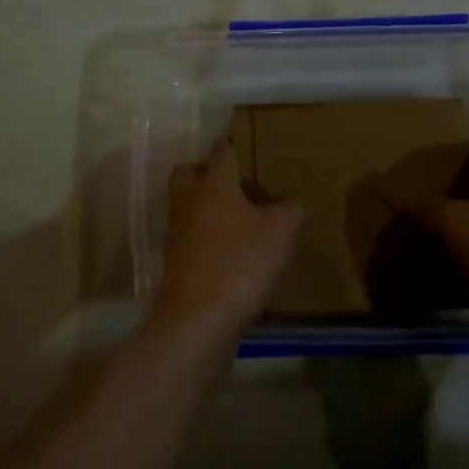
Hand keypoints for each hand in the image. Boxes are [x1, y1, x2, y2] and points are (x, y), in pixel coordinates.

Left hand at [155, 139, 302, 340]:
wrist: (196, 321)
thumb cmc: (239, 263)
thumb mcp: (280, 233)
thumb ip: (291, 210)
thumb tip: (293, 202)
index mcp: (214, 183)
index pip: (222, 150)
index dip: (236, 146)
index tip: (252, 148)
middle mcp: (189, 200)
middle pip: (190, 173)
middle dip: (208, 173)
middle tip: (237, 185)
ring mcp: (177, 232)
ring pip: (189, 206)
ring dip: (209, 209)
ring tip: (242, 223)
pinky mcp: (175, 263)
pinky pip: (192, 238)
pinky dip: (208, 240)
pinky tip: (234, 256)